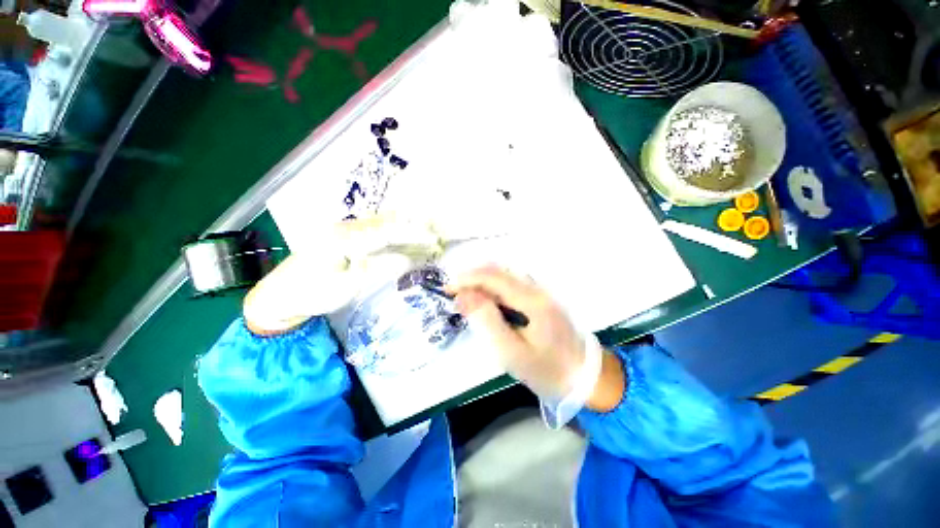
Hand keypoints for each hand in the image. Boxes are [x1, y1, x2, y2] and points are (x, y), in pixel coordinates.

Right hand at [450, 266, 582, 397]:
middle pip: (500, 271)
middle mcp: (538, 289)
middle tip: (455, 294)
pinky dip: (495, 288)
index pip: (494, 278)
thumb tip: (465, 295)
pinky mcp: (542, 298)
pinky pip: (513, 284)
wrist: (585, 378)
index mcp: (533, 300)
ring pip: (506, 276)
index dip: (468, 279)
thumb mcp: (512, 352)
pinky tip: (488, 301)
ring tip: (467, 297)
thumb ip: (488, 320)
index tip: (448, 289)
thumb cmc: (547, 370)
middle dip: (474, 278)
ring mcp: (542, 292)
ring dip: (483, 281)